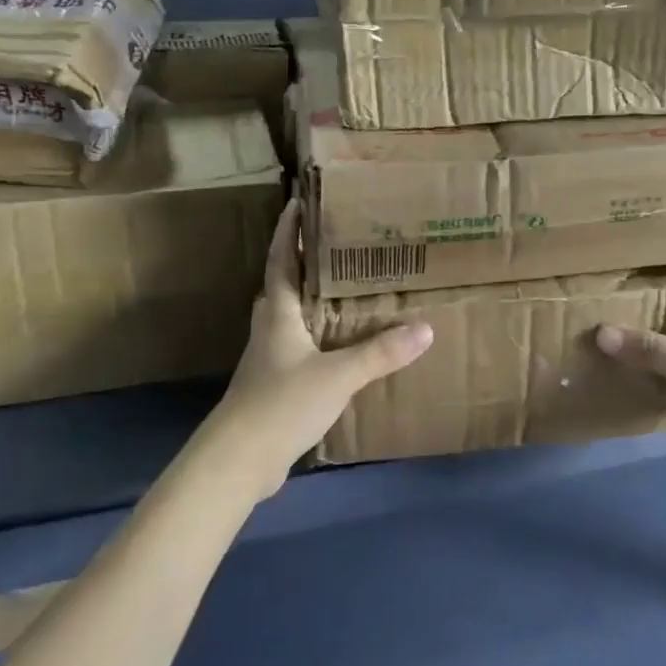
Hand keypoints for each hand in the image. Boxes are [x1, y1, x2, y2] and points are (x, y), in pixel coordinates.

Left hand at [195, 200, 432, 500]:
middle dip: (302, 262)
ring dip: (310, 299)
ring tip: (343, 289)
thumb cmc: (281, 403)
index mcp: (277, 313)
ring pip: (289, 316)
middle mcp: (269, 328)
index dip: (287, 232)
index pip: (280, 260)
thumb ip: (380, 353)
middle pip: (283, 285)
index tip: (297, 203)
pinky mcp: (273, 385)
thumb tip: (426, 329)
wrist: (238, 461)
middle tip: (333, 245)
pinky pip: (297, 346)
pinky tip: (338, 345)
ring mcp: (268, 358)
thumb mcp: (337, 375)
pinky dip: (316, 335)